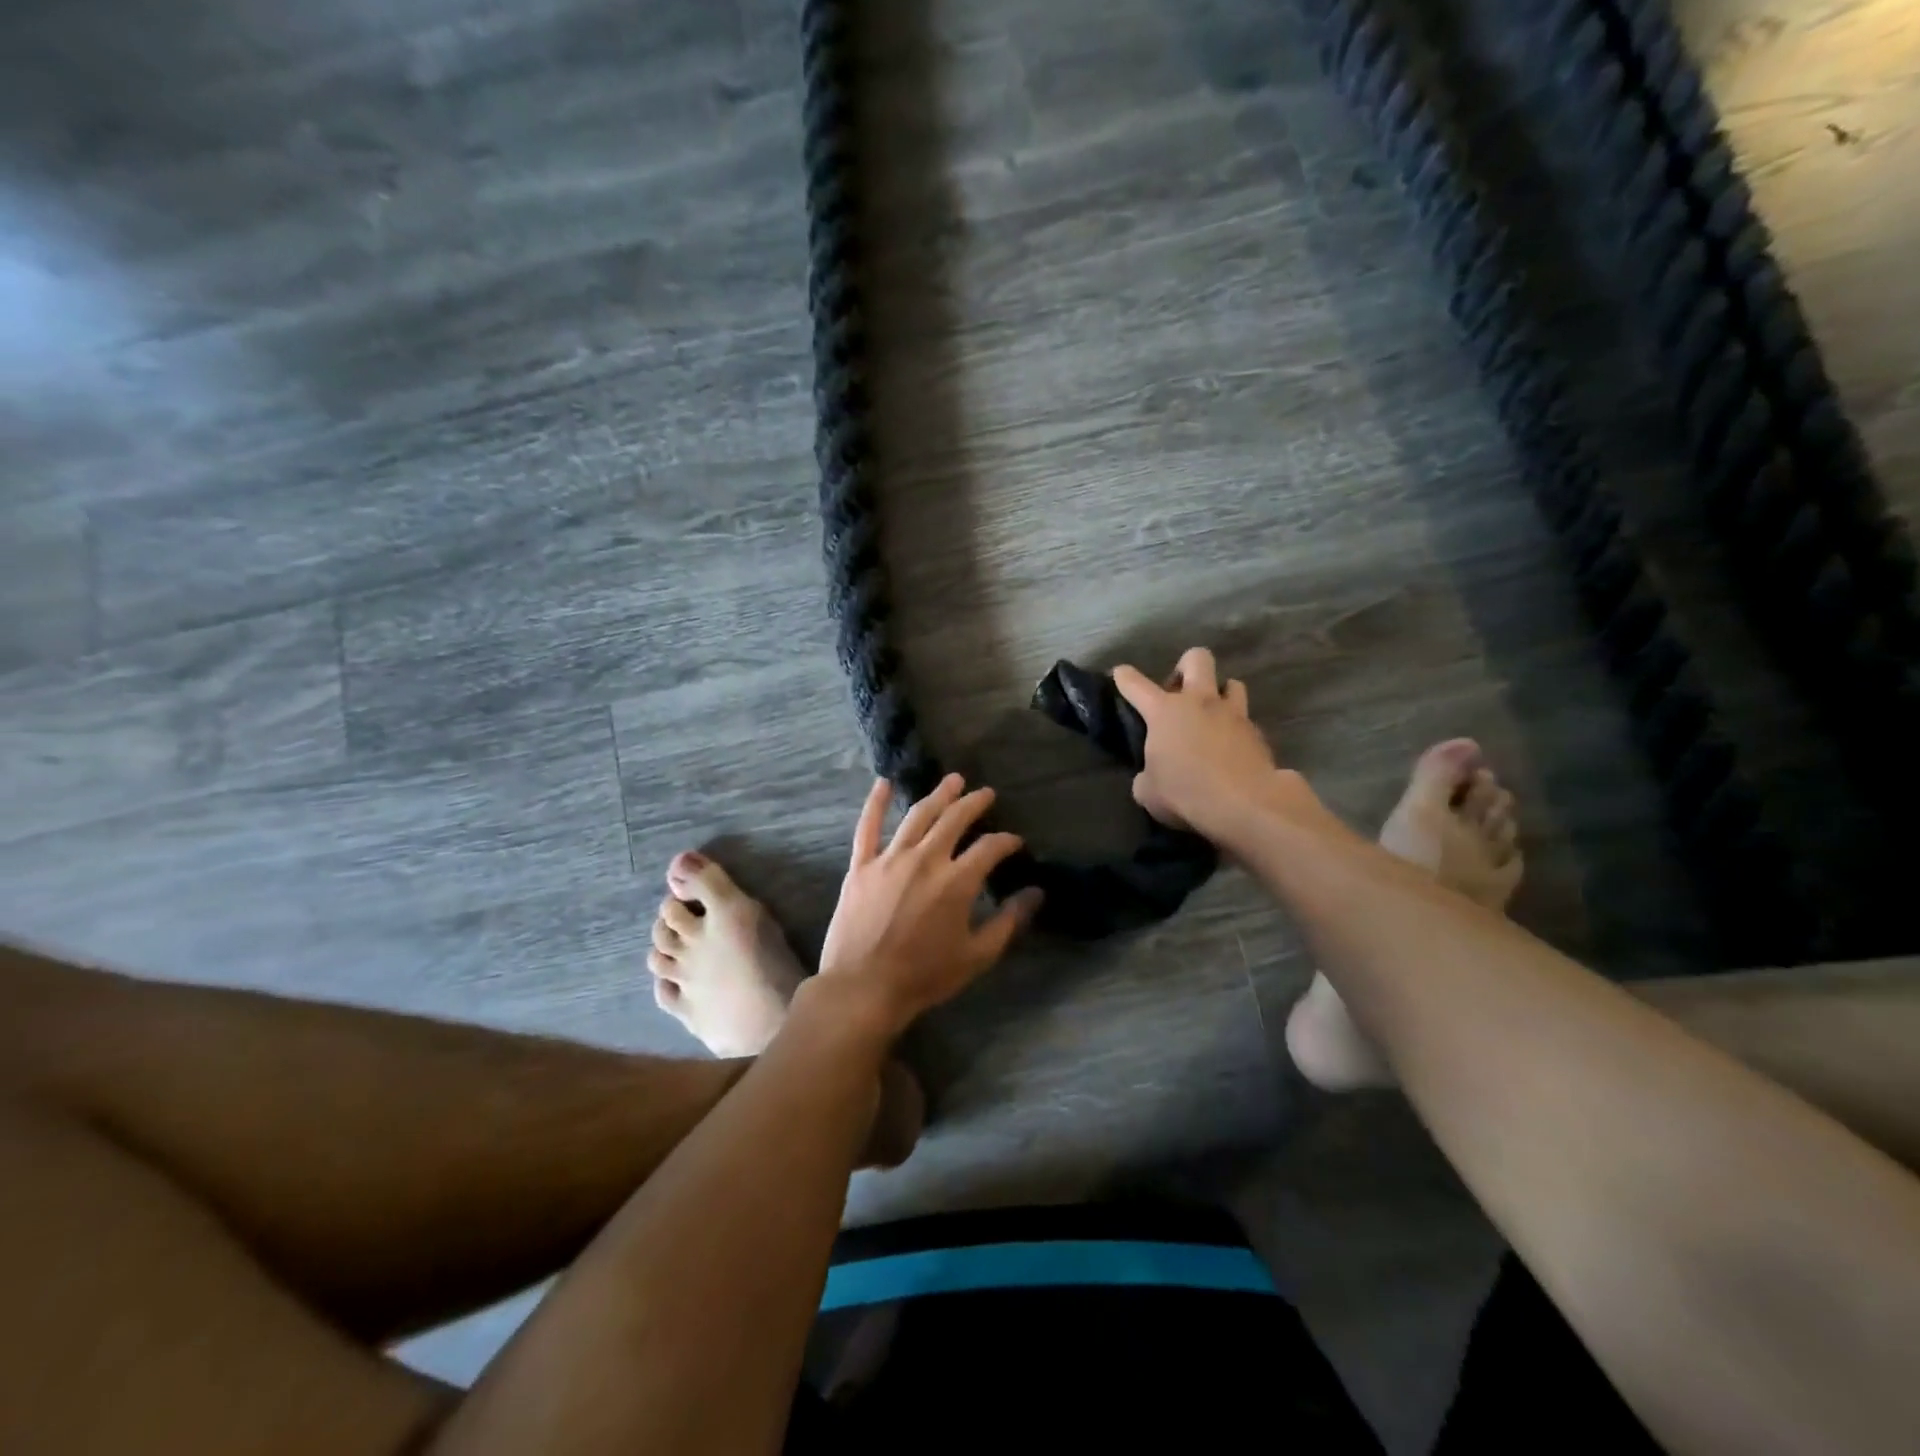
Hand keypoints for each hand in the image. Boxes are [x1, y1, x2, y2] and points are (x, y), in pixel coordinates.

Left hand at [817, 774, 1042, 1036]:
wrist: (863, 988)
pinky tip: (883, 783)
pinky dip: (875, 803)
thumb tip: (1036, 894)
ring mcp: (889, 859)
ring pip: (917, 816)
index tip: (1014, 842)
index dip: (1006, 842)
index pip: (989, 848)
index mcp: (956, 881)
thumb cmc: (924, 976)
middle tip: (985, 793)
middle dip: (974, 803)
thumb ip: (1009, 922)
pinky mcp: (861, 866)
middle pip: (954, 820)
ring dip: (938, 795)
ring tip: (952, 781)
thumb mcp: (977, 956)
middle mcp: (925, 860)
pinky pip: (867, 827)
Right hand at [1113, 647, 1277, 837]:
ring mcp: (1233, 714)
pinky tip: (1231, 750)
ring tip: (1212, 716)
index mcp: (1164, 711)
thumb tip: (1151, 777)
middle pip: (1196, 659)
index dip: (1124, 677)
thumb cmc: (1186, 793)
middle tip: (1179, 692)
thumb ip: (1146, 777)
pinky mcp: (1258, 733)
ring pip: (1232, 683)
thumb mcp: (1149, 792)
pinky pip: (1245, 720)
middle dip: (1186, 667)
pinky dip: (1236, 730)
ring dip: (1220, 694)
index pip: (1136, 684)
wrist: (1245, 804)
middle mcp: (1199, 702)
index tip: (1121, 673)